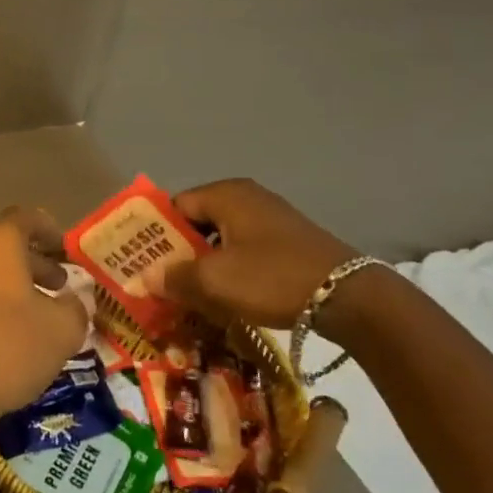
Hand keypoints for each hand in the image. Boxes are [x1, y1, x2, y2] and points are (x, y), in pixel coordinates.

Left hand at [0, 208, 87, 423]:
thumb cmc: (8, 347)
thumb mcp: (62, 330)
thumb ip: (77, 309)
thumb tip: (77, 303)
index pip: (26, 218)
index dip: (50, 230)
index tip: (68, 250)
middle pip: (8, 247)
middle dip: (38, 264)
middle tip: (63, 287)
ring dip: (20, 287)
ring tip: (46, 316)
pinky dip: (0, 306)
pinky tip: (18, 337)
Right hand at [152, 179, 359, 330]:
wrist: (349, 297)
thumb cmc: (273, 277)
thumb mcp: (216, 281)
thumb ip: (175, 277)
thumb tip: (144, 277)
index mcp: (225, 195)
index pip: (175, 206)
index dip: (156, 234)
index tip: (142, 262)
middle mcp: (246, 198)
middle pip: (198, 222)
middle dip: (179, 254)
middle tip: (162, 283)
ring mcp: (270, 219)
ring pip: (222, 240)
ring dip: (205, 266)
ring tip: (190, 296)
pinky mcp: (288, 242)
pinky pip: (245, 251)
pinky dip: (231, 271)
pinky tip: (227, 298)